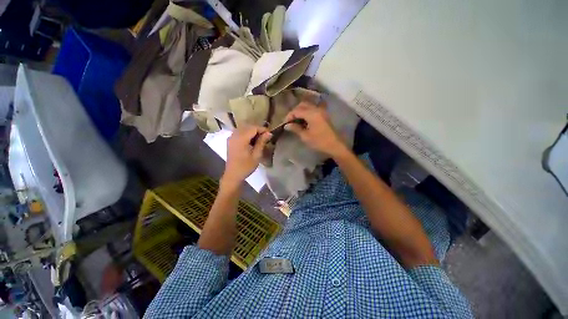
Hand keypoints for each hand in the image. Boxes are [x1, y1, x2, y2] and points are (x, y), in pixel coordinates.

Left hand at [223, 126, 271, 185]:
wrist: (233, 175)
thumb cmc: (246, 167)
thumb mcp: (256, 155)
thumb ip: (262, 142)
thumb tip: (269, 133)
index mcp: (241, 139)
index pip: (253, 128)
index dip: (262, 129)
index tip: (270, 134)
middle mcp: (234, 135)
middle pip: (248, 126)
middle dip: (257, 130)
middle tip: (265, 137)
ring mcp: (231, 137)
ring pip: (243, 128)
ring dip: (252, 131)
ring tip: (259, 139)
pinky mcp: (230, 140)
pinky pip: (239, 132)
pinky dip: (246, 134)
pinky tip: (251, 141)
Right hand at [284, 102, 346, 155]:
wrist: (335, 145)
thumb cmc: (320, 142)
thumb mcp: (305, 136)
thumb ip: (295, 128)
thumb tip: (286, 125)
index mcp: (312, 114)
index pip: (297, 110)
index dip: (289, 116)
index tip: (284, 123)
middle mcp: (316, 109)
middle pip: (302, 105)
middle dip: (294, 111)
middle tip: (289, 121)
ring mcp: (321, 111)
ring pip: (307, 106)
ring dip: (300, 111)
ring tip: (295, 121)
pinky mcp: (323, 115)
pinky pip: (312, 110)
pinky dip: (306, 113)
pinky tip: (303, 121)